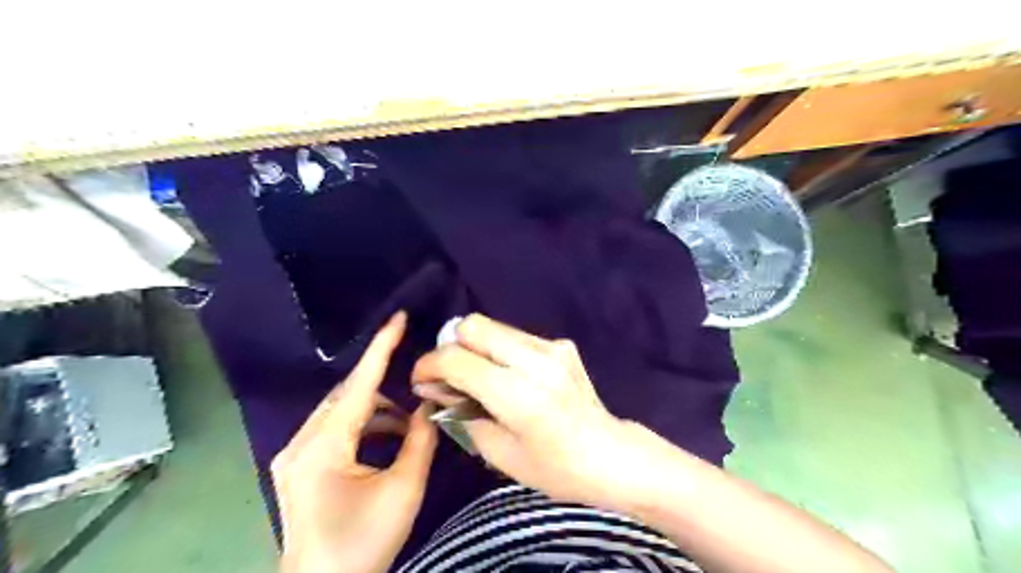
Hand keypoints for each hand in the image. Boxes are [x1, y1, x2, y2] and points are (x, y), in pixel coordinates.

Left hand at [269, 311, 436, 572]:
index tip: (398, 318)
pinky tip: (384, 440)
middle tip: (419, 393)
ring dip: (376, 411)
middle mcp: (300, 443)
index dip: (381, 348)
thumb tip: (430, 404)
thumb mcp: (403, 490)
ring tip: (407, 426)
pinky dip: (361, 426)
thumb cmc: (364, 543)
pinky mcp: (296, 466)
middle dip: (385, 389)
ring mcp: (293, 455)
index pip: (359, 385)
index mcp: (322, 448)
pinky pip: (333, 429)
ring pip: (340, 411)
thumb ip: (420, 439)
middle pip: (348, 395)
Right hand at [410, 313, 634, 505]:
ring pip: (494, 326)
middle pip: (473, 325)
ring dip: (474, 346)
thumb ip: (461, 414)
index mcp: (517, 394)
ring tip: (476, 376)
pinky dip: (498, 350)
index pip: (456, 358)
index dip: (429, 365)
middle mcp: (534, 359)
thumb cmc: (554, 468)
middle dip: (450, 345)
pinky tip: (506, 375)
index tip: (421, 379)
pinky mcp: (561, 344)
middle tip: (448, 374)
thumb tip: (435, 388)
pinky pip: (515, 336)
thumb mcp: (498, 453)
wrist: (609, 455)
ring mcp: (551, 347)